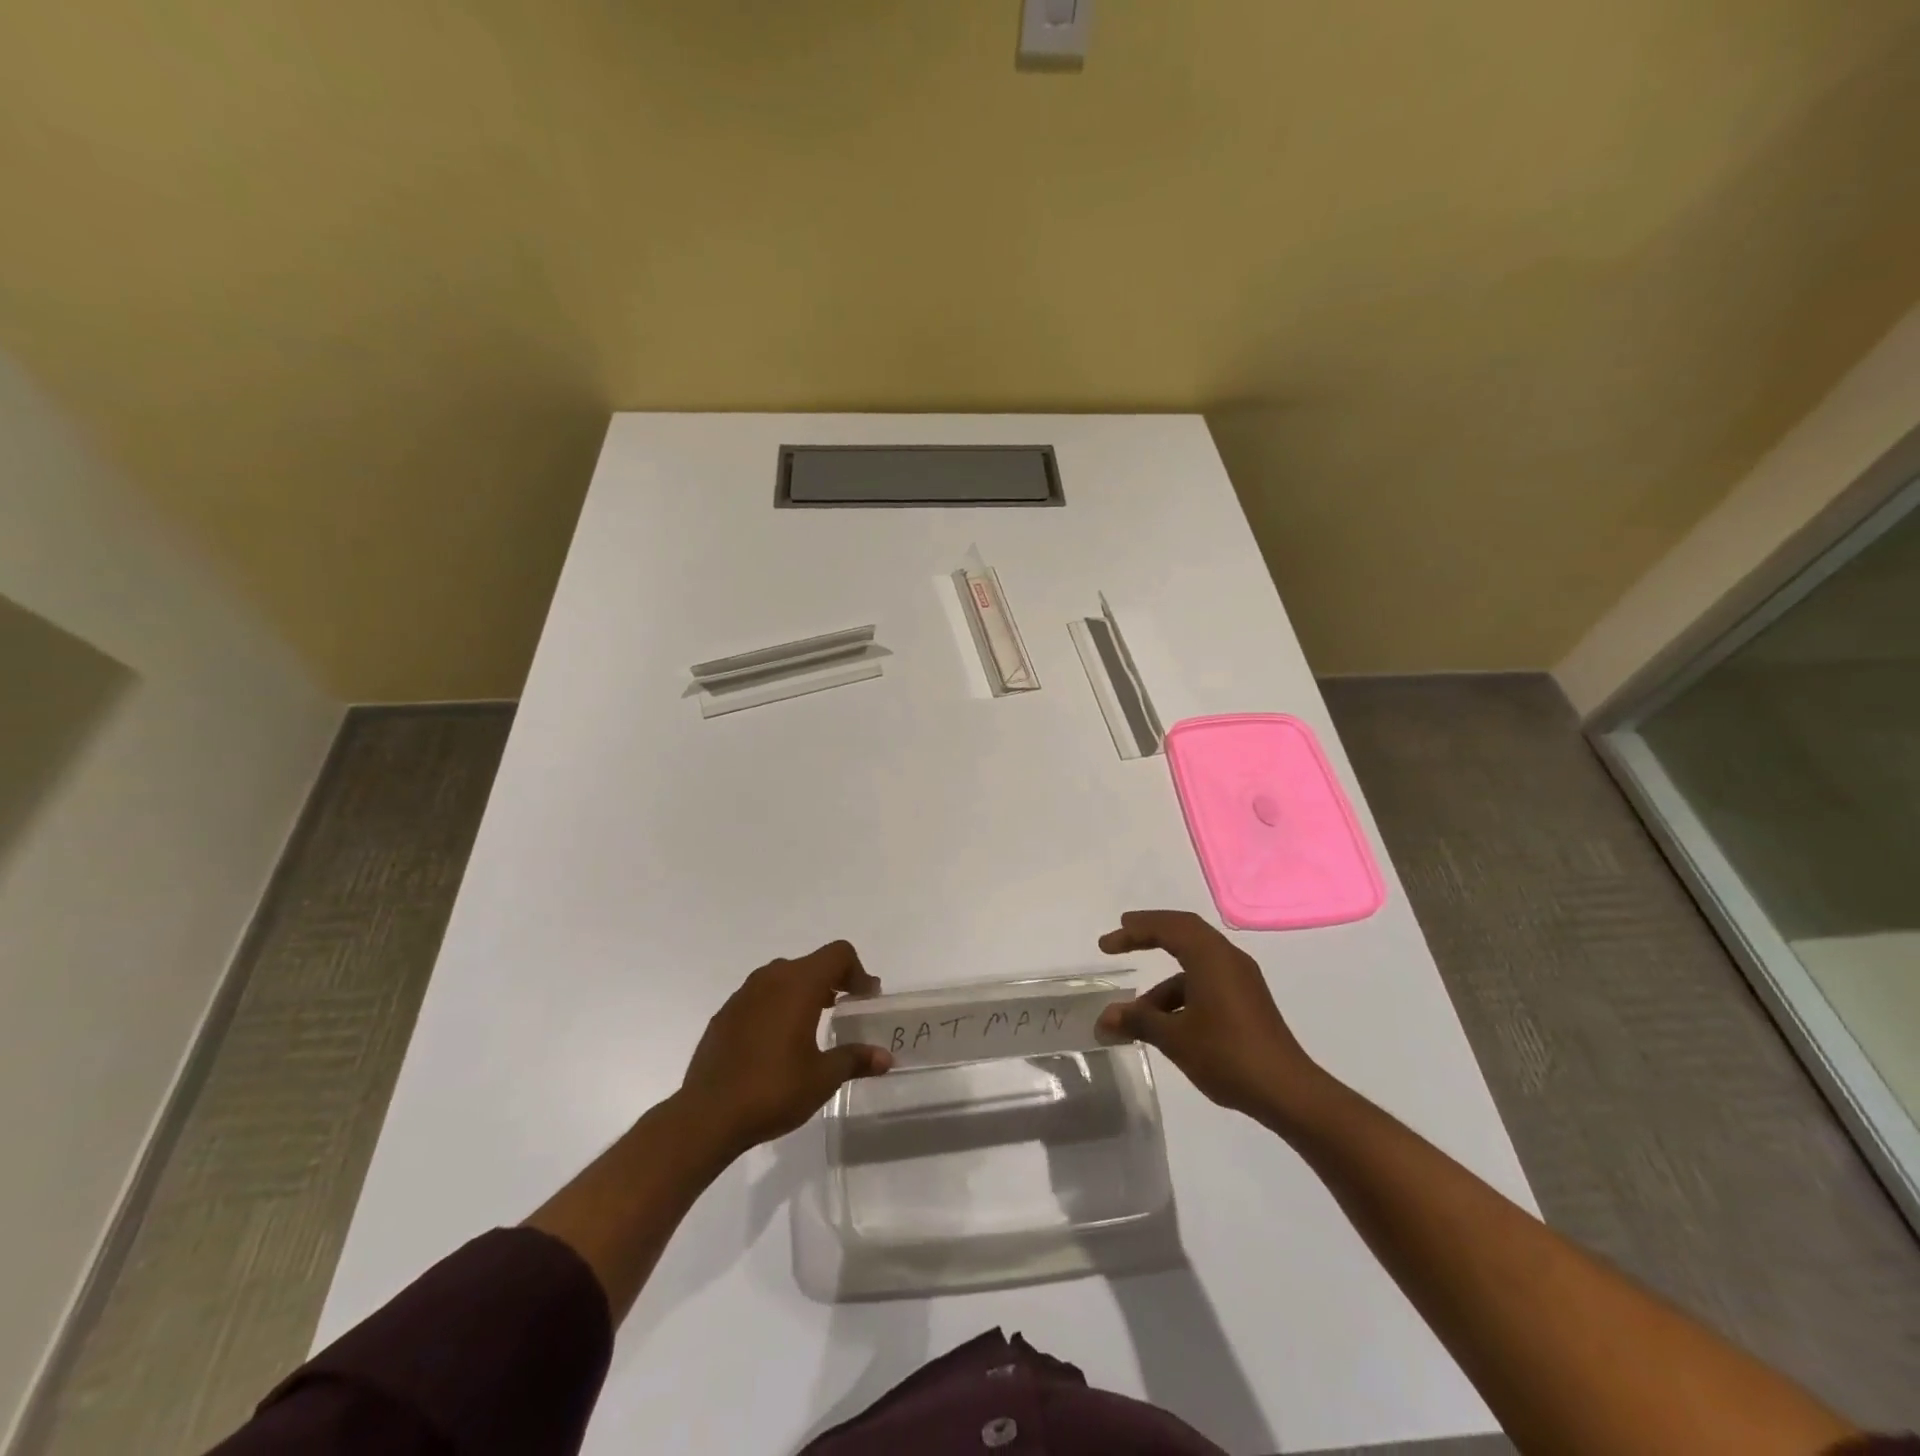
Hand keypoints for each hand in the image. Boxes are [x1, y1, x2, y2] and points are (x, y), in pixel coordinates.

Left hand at [678, 940, 892, 1157]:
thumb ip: (855, 1059)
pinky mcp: (725, 1014)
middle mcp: (770, 978)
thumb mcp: (823, 1078)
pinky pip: (760, 996)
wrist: (706, 1116)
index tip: (865, 1000)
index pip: (838, 954)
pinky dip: (778, 1005)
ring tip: (814, 1023)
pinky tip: (778, 1041)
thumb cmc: (773, 1090)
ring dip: (804, 991)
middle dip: (833, 981)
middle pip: (812, 963)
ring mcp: (743, 994)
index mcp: (798, 984)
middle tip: (846, 1010)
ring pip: (783, 977)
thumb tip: (885, 1058)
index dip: (858, 972)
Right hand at [1096, 909, 1324, 1124]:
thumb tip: (1104, 1019)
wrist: (1288, 1092)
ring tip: (1137, 1014)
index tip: (1107, 945)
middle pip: (1183, 931)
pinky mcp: (1247, 1000)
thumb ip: (1138, 1022)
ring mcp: (1241, 979)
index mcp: (1210, 957)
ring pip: (1194, 961)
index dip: (1134, 932)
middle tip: (1121, 939)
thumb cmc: (1227, 1055)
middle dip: (1149, 934)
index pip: (1167, 927)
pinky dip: (1182, 992)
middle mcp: (1228, 958)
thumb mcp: (1174, 1038)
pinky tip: (1167, 1023)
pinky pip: (1206, 980)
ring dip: (1163, 980)